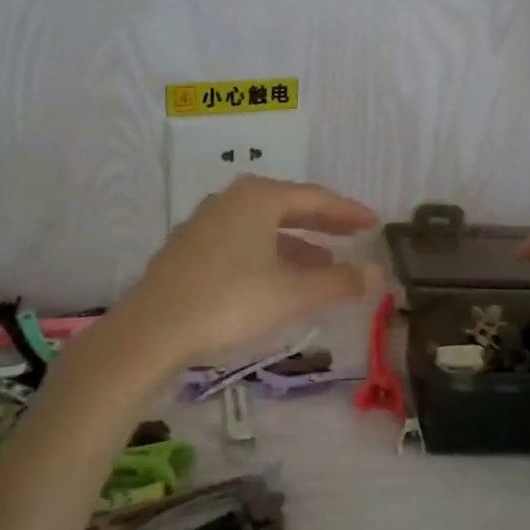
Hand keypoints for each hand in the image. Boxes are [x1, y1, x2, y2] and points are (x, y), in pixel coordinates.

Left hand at [116, 176, 381, 365]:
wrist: (151, 331)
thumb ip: (339, 282)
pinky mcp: (188, 251)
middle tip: (353, 236)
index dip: (348, 212)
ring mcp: (205, 224)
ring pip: (262, 228)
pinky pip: (242, 244)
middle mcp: (230, 201)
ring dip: (296, 245)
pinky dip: (269, 256)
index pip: (315, 198)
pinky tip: (278, 281)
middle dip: (322, 224)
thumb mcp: (293, 294)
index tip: (374, 222)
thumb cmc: (230, 301)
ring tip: (323, 266)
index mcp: (258, 198)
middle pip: (287, 207)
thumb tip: (378, 274)